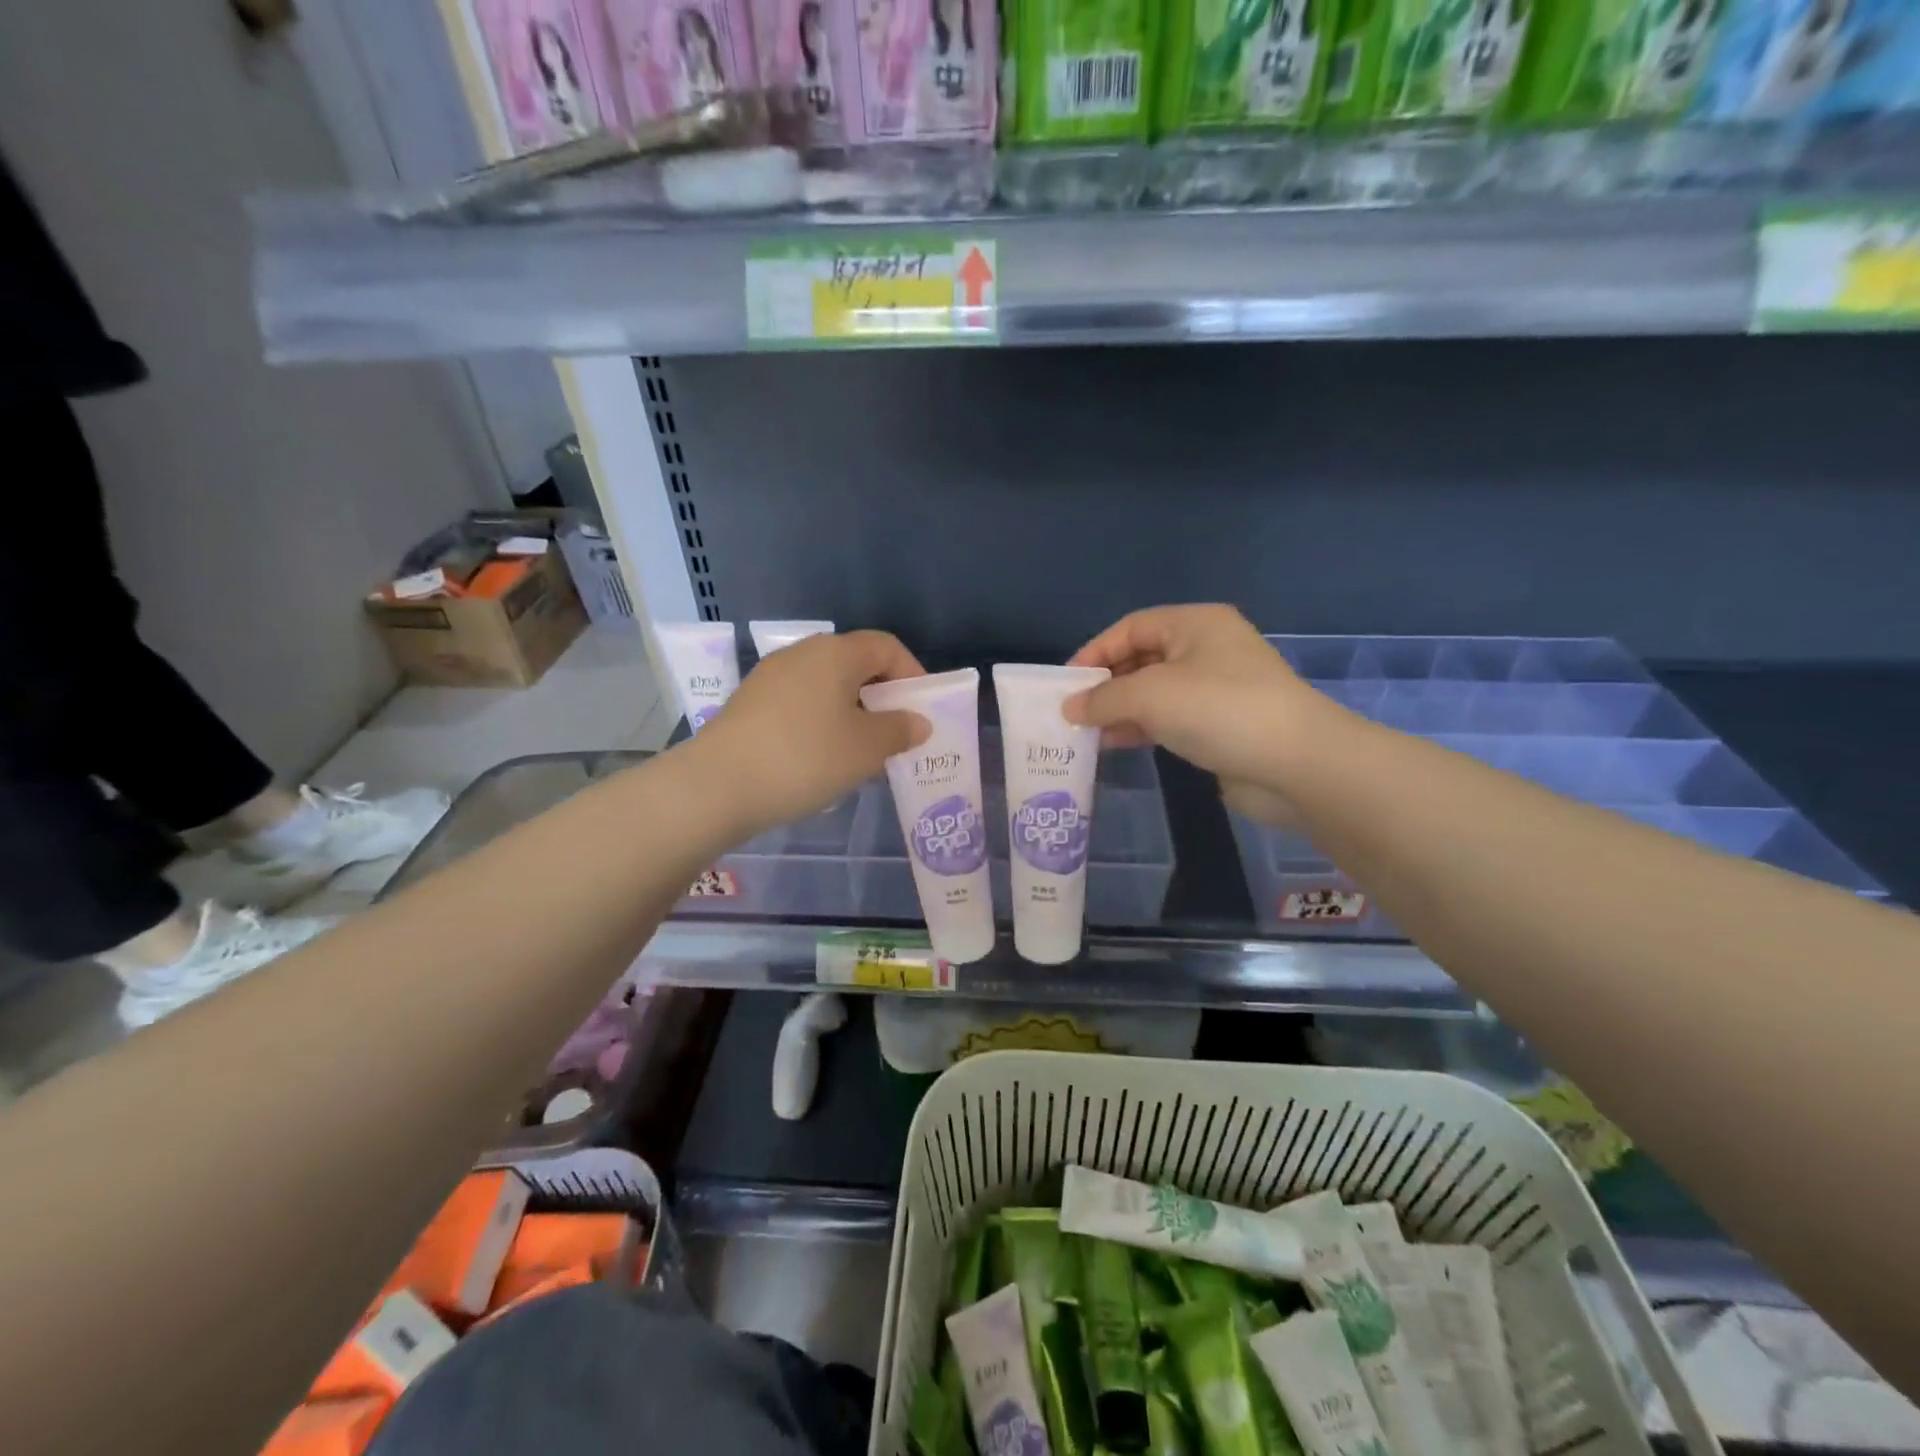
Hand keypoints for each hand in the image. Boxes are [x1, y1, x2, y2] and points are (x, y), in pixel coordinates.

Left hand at [690, 630, 929, 835]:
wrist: (718, 785)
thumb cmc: (805, 758)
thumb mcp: (865, 749)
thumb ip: (899, 731)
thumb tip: (918, 722)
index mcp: (835, 653)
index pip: (886, 647)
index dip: (912, 674)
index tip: (922, 710)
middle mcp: (803, 654)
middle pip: (855, 664)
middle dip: (882, 697)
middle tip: (896, 734)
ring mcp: (771, 676)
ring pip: (827, 686)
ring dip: (852, 712)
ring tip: (862, 752)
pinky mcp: (750, 703)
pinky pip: (801, 703)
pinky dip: (822, 721)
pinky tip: (821, 758)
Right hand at [1065, 605, 1326, 823]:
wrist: (1296, 764)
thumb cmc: (1218, 710)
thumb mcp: (1149, 695)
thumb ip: (1103, 699)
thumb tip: (1069, 707)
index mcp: (1195, 623)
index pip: (1131, 628)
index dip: (1095, 652)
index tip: (1066, 684)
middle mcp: (1207, 648)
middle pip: (1142, 658)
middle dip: (1106, 684)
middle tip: (1073, 711)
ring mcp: (1217, 688)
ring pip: (1155, 692)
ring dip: (1120, 710)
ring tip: (1087, 733)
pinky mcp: (1222, 724)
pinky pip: (1171, 718)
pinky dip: (1142, 727)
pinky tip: (1116, 744)